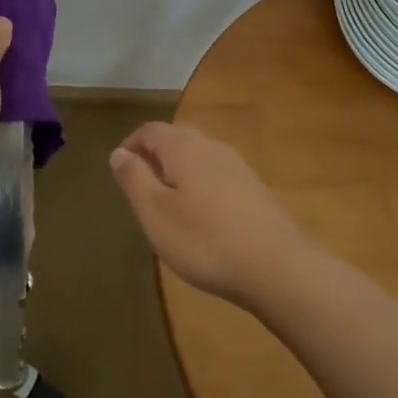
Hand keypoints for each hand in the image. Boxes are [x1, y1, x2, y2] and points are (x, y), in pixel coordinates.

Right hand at [110, 122, 314, 307]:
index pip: (150, 130)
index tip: (119, 170)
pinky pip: (216, 173)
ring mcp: (237, 166)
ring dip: (177, 169)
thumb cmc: (205, 240)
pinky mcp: (254, 188)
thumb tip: (119, 152)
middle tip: (139, 185)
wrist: (278, 268)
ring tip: (166, 201)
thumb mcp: (155, 213)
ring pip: (197, 155)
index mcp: (184, 147)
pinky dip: (199, 183)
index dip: (130, 145)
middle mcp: (211, 146)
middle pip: (176, 137)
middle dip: (154, 154)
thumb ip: (134, 178)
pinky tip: (200, 214)